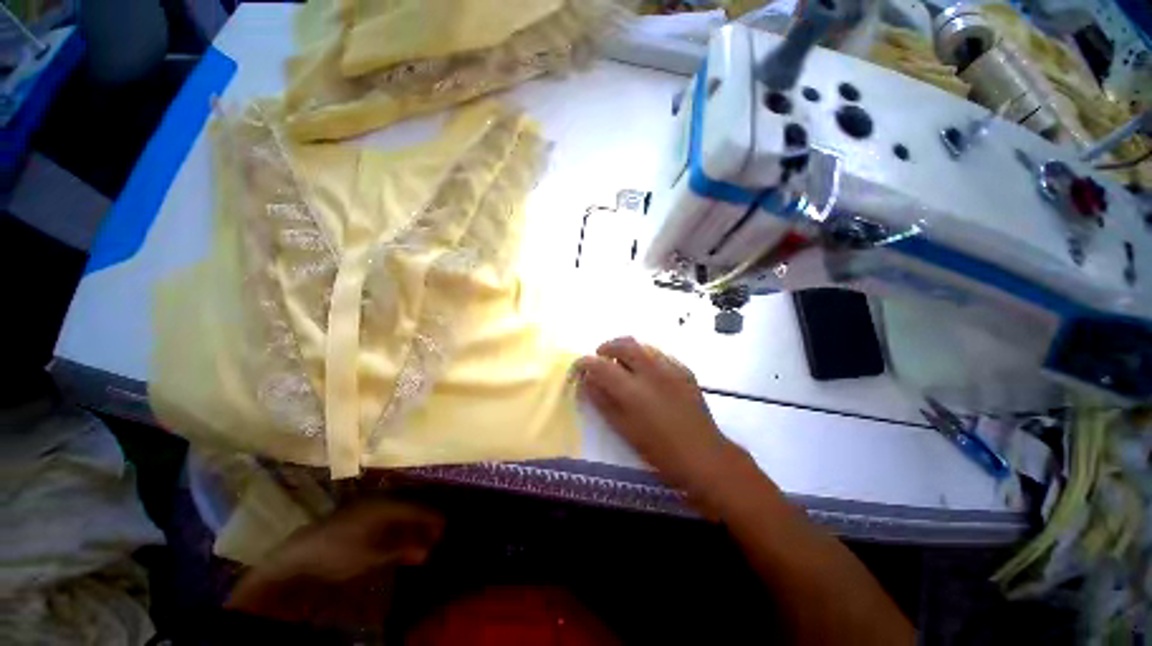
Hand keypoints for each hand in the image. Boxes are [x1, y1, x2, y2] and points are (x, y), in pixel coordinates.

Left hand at [226, 498, 442, 626]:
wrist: (300, 555)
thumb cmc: (339, 554)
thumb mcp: (372, 556)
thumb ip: (401, 550)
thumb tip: (427, 551)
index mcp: (384, 506)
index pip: (416, 509)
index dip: (431, 518)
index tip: (445, 527)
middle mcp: (378, 500)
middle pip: (408, 508)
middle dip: (423, 521)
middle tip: (436, 535)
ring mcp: (367, 506)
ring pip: (397, 512)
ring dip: (410, 525)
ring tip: (421, 538)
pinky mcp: (357, 514)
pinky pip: (386, 516)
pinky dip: (396, 527)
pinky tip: (400, 537)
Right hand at [575, 337, 740, 497]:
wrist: (703, 455)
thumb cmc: (658, 449)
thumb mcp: (623, 428)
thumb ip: (602, 400)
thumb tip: (587, 381)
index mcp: (633, 390)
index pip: (600, 365)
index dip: (585, 362)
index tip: (579, 367)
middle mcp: (651, 372)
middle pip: (624, 344)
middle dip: (607, 347)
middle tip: (600, 358)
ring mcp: (671, 368)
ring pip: (643, 345)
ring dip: (626, 349)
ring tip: (622, 364)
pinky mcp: (685, 370)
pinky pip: (659, 354)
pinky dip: (645, 356)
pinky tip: (645, 372)